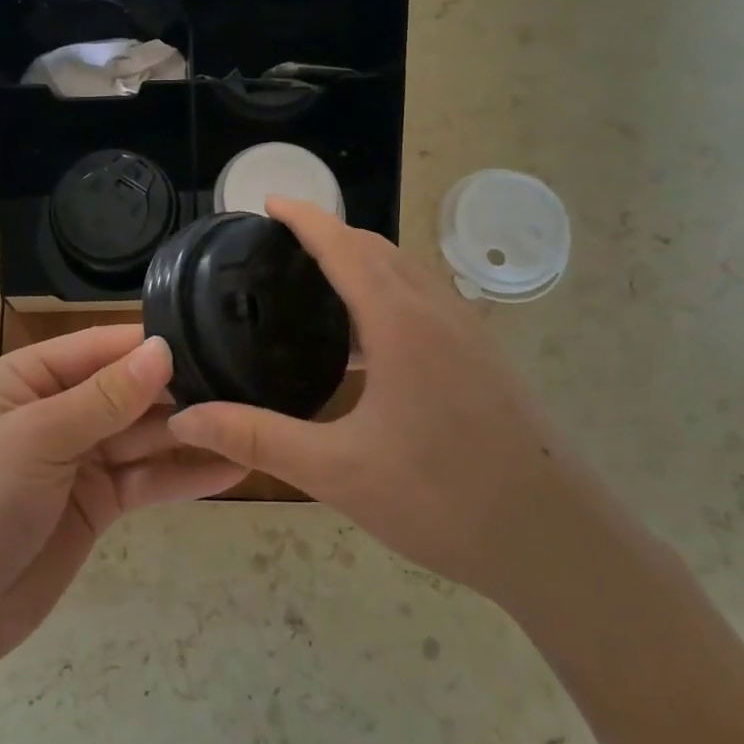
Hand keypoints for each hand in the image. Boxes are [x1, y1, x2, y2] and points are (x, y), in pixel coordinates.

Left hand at [0, 326, 245, 657]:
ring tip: (251, 424)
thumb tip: (162, 349)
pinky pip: (147, 479)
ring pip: (145, 435)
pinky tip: (231, 469)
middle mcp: (59, 409)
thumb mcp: (36, 440)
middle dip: (179, 390)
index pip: (100, 347)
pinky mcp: (100, 501)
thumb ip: (103, 398)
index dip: (151, 345)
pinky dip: (183, 475)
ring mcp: (82, 457)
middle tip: (245, 384)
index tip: (211, 340)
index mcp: (30, 378)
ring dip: (190, 432)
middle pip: (129, 390)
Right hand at [168, 199, 582, 607]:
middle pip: (378, 249)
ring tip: (316, 283)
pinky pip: (427, 301)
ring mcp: (469, 334)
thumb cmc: (442, 499)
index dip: (304, 218)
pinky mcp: (485, 359)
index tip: (268, 202)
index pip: (343, 247)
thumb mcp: (336, 471)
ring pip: (408, 273)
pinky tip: (368, 341)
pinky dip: (388, 292)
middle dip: (330, 233)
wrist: (558, 541)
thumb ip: (256, 437)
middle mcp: (438, 312)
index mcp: (400, 323)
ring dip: (363, 261)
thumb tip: (185, 417)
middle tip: (281, 244)